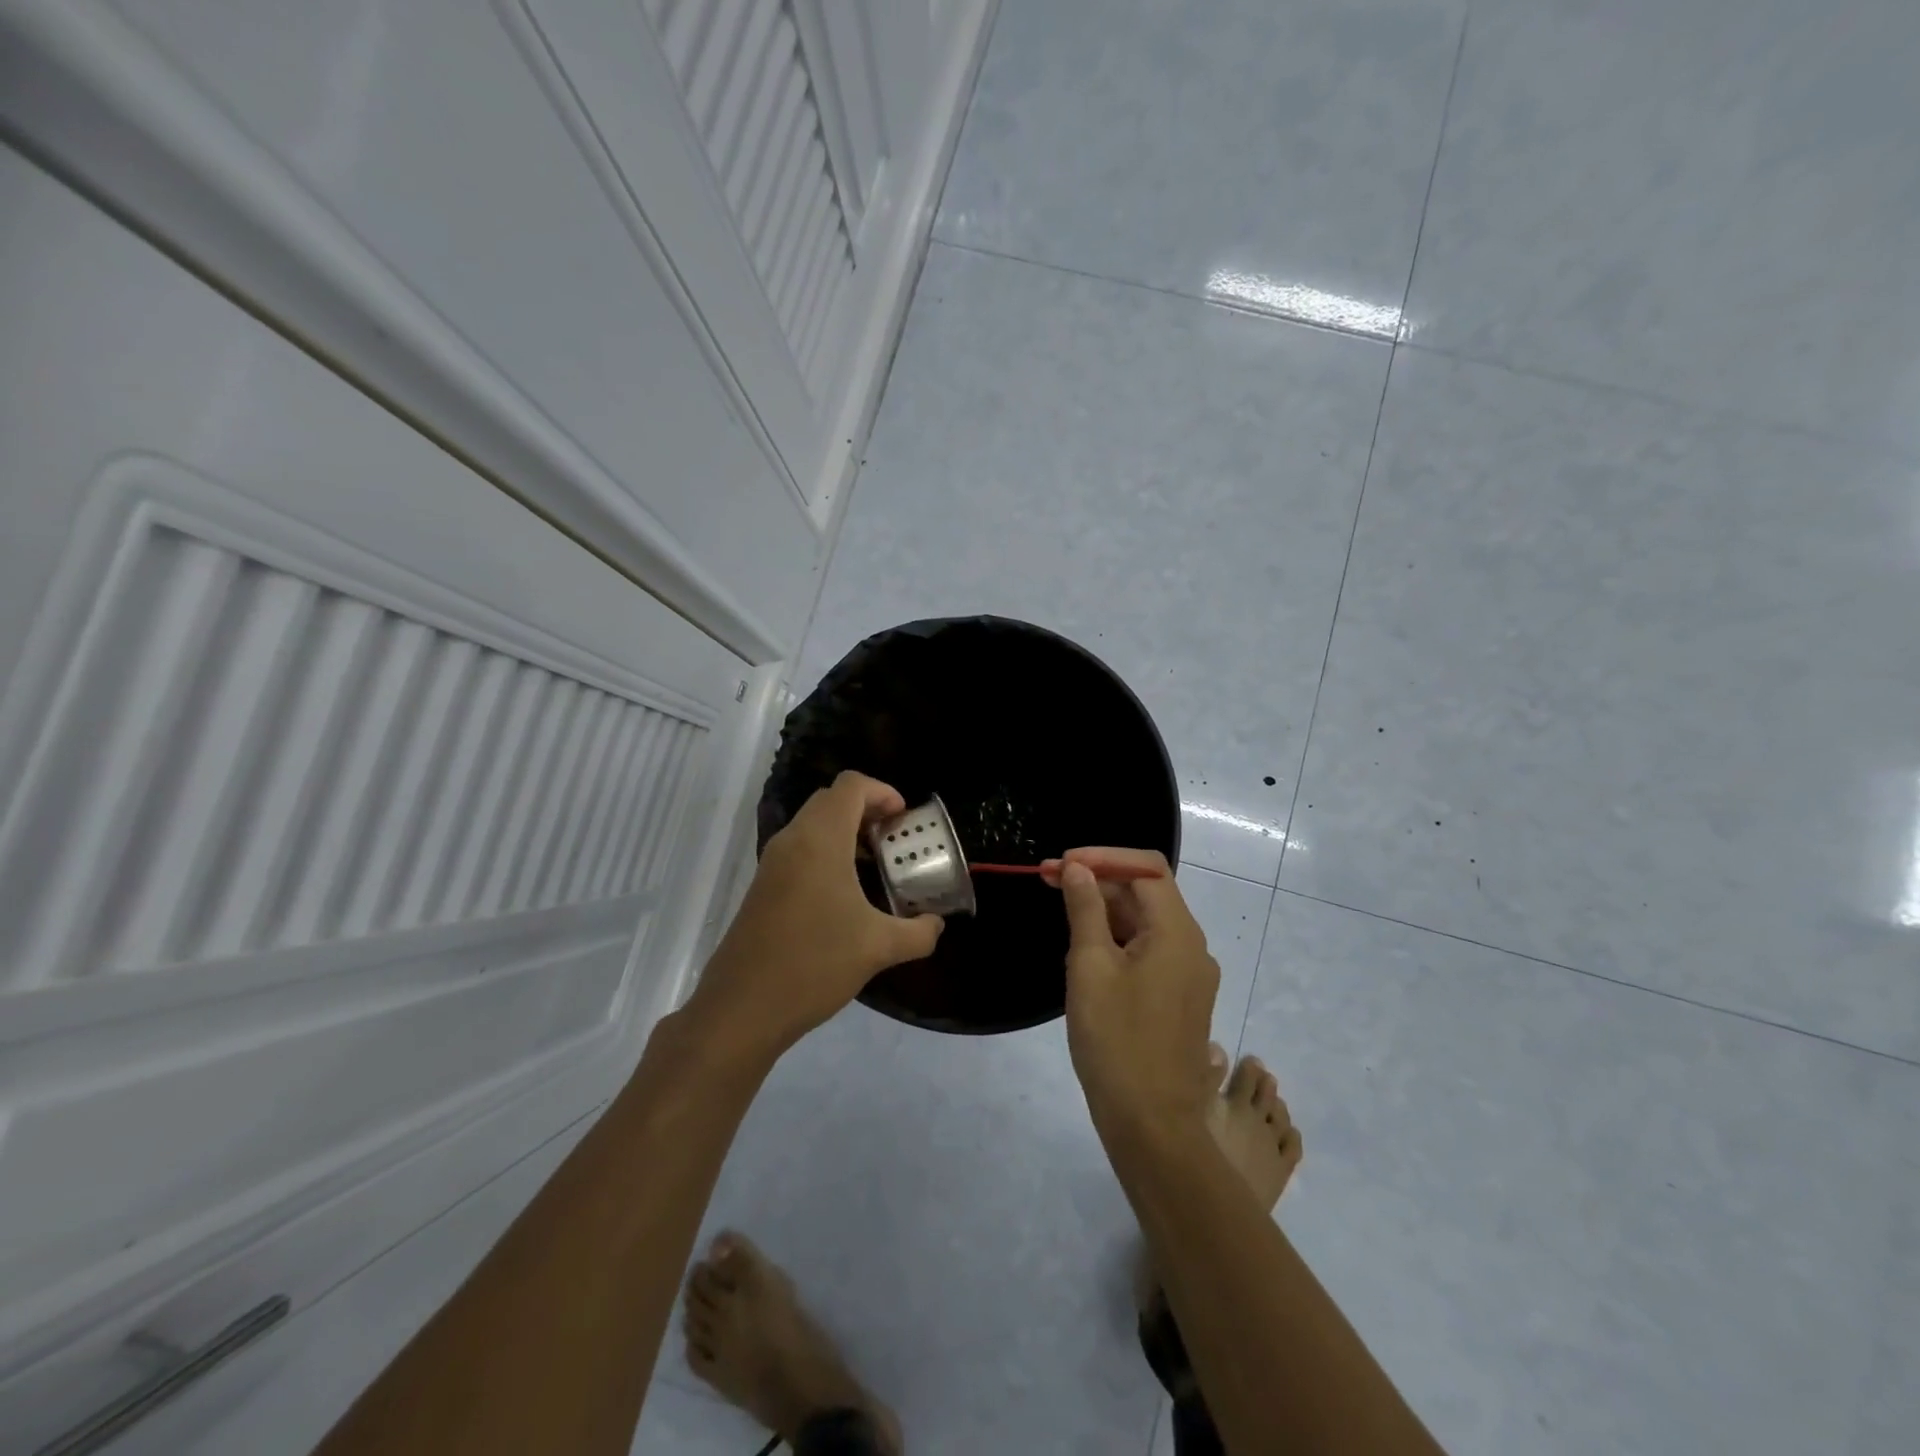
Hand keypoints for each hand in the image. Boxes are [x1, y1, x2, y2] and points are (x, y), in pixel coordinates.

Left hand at [687, 772, 942, 1057]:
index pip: (851, 785)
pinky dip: (826, 853)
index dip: (883, 792)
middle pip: (831, 800)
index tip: (904, 820)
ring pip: (813, 825)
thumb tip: (936, 925)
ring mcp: (772, 863)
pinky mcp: (762, 887)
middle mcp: (792, 841)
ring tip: (875, 867)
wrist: (742, 1008)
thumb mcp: (879, 948)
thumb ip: (918, 932)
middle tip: (894, 840)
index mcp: (820, 840)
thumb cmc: (814, 964)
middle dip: (867, 810)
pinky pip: (800, 850)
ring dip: (846, 833)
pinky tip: (846, 896)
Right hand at [1051, 848, 1218, 1146]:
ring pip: (1146, 922)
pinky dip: (1117, 938)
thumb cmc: (1116, 1041)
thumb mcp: (1090, 967)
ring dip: (1105, 910)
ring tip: (1061, 909)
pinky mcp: (1178, 997)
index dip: (1103, 856)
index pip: (1146, 869)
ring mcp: (1188, 974)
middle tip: (1048, 880)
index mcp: (1177, 932)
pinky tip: (1085, 948)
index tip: (1061, 864)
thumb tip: (1079, 869)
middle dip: (1099, 880)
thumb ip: (1085, 910)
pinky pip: (1149, 951)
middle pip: (1146, 893)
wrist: (1152, 1125)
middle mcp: (1192, 946)